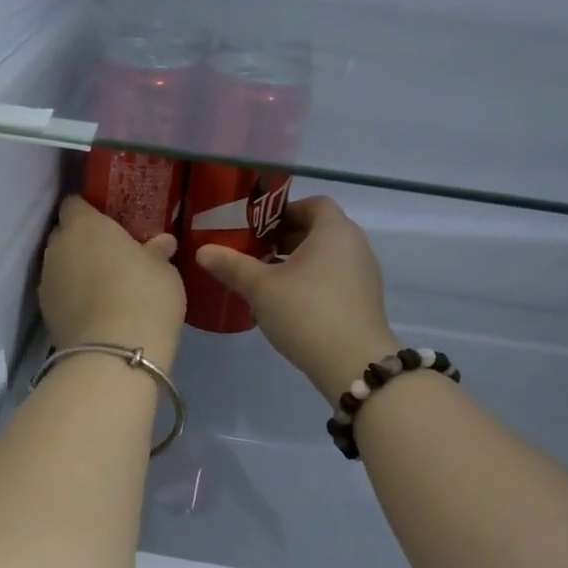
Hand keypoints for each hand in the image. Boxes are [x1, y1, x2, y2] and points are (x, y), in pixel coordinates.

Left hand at [40, 196, 185, 368]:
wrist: (113, 355)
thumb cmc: (144, 298)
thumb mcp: (164, 272)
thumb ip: (158, 252)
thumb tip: (162, 242)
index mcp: (84, 225)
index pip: (75, 203)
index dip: (90, 210)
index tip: (109, 222)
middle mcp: (58, 247)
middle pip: (64, 234)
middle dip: (83, 241)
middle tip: (111, 255)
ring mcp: (46, 281)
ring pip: (60, 265)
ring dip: (76, 270)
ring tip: (104, 287)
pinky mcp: (44, 313)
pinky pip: (59, 293)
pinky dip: (72, 297)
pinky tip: (94, 310)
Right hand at [195, 196, 397, 402]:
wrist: (354, 364)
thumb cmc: (306, 313)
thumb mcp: (261, 288)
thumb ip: (232, 266)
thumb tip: (202, 250)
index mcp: (334, 230)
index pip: (313, 203)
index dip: (284, 211)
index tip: (258, 228)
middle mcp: (355, 245)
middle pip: (319, 229)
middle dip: (286, 238)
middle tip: (255, 253)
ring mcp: (364, 273)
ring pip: (327, 256)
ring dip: (298, 262)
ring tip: (268, 280)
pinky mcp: (365, 300)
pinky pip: (336, 277)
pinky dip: (313, 281)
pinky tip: (290, 303)